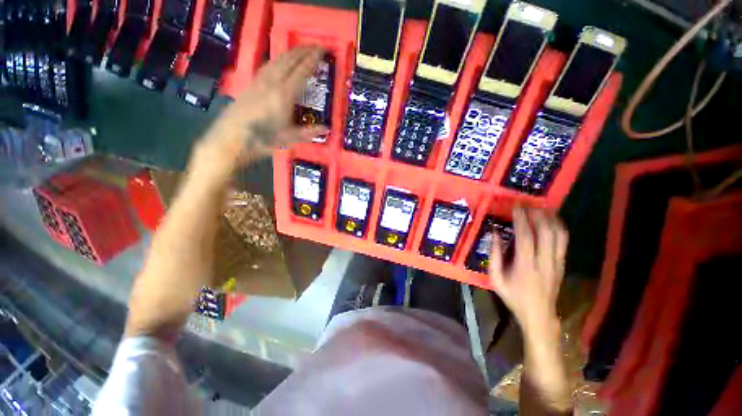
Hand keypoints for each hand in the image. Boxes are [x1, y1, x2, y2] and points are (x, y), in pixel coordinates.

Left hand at [196, 46, 327, 166]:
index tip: (321, 51)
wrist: (231, 138)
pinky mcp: (252, 83)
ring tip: (301, 50)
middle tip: (315, 46)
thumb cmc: (262, 139)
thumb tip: (326, 129)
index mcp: (284, 95)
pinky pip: (268, 65)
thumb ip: (308, 132)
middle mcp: (272, 82)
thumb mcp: (288, 138)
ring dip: (291, 52)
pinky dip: (278, 59)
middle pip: (289, 60)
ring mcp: (260, 81)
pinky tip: (280, 61)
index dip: (312, 60)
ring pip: (277, 60)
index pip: (301, 72)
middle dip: (303, 51)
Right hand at [489, 208, 567, 338]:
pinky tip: (552, 221)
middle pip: (547, 232)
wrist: (539, 315)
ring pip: (559, 235)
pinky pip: (564, 241)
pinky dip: (559, 228)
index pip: (526, 237)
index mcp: (525, 266)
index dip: (522, 220)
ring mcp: (556, 262)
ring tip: (542, 209)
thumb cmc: (513, 296)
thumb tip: (494, 234)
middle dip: (538, 215)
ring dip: (551, 219)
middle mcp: (544, 261)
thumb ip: (494, 255)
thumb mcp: (496, 278)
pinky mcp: (562, 264)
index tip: (516, 207)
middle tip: (529, 205)